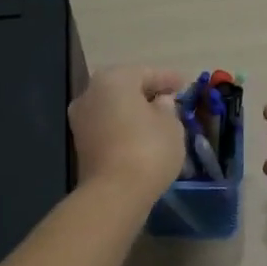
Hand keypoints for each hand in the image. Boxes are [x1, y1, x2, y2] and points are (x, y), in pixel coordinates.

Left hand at [69, 65, 187, 205]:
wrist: (114, 192)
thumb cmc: (148, 149)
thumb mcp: (171, 125)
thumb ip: (167, 108)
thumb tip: (160, 103)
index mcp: (114, 79)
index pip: (146, 73)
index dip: (168, 78)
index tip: (185, 84)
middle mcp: (90, 93)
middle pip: (125, 87)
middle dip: (147, 92)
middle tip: (171, 98)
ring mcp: (81, 119)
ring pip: (114, 107)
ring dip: (134, 110)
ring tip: (158, 118)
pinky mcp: (81, 143)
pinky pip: (108, 125)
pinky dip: (124, 126)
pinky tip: (142, 135)